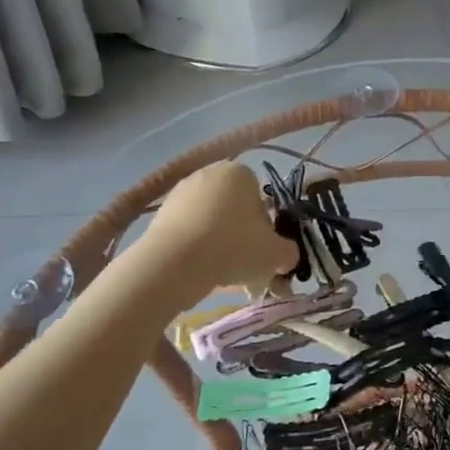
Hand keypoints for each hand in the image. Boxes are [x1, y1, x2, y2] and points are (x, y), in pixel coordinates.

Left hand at [143, 161, 297, 296]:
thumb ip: (289, 253)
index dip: (266, 228)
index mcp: (241, 173)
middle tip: (246, 267)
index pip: (261, 200)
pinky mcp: (159, 214)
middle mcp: (209, 174)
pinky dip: (196, 249)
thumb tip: (287, 257)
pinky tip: (200, 272)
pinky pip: (188, 232)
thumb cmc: (234, 247)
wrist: (174, 263)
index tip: (263, 250)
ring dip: (219, 245)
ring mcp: (180, 193)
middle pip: (235, 210)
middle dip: (242, 237)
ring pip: (211, 222)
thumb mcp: (276, 254)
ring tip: (223, 276)